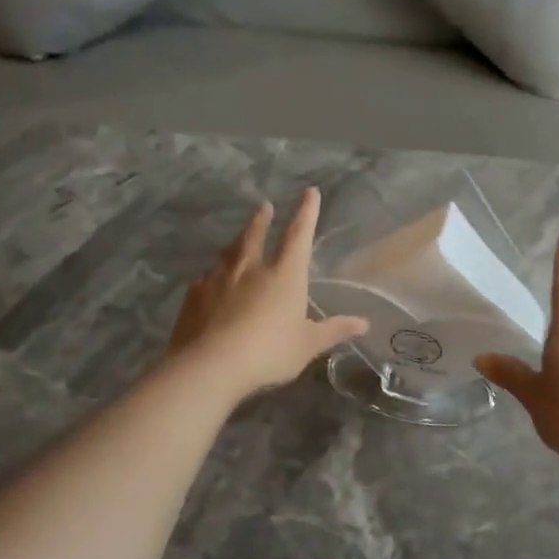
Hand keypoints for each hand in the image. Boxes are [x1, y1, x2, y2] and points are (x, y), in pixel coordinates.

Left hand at [168, 189, 367, 400]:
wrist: (210, 366)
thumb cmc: (269, 352)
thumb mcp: (308, 345)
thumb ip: (334, 330)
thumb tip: (364, 323)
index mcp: (285, 275)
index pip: (299, 235)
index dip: (306, 213)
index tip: (310, 192)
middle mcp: (251, 268)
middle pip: (256, 235)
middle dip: (262, 219)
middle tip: (264, 206)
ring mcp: (218, 278)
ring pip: (229, 252)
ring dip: (237, 242)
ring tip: (239, 240)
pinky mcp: (194, 295)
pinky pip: (207, 277)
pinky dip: (214, 273)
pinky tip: (211, 280)